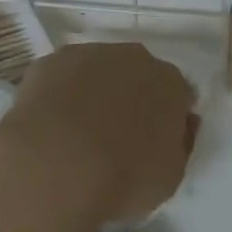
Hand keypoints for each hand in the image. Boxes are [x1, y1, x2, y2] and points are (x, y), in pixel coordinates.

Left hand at [0, 42, 198, 223]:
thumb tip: (181, 125)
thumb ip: (180, 145)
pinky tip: (49, 126)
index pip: (177, 94)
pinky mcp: (50, 61)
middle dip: (131, 98)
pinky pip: (61, 78)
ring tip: (76, 135)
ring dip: (94, 93)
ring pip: (97, 71)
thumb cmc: (122, 177)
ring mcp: (89, 54)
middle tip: (116, 137)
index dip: (168, 118)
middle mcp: (133, 58)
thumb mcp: (170, 177)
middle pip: (138, 75)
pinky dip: (59, 95)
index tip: (155, 143)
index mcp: (169, 82)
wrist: (55, 164)